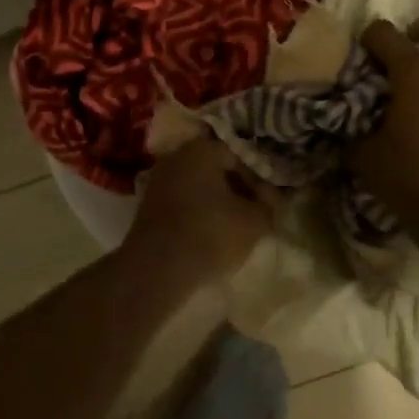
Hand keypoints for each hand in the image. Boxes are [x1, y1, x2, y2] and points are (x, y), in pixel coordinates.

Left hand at [124, 134, 278, 285]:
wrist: (157, 269)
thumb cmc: (211, 233)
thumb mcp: (254, 221)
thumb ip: (269, 204)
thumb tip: (270, 199)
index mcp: (202, 149)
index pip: (240, 156)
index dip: (258, 179)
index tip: (268, 203)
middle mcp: (176, 157)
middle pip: (217, 170)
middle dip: (237, 190)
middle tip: (254, 214)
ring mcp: (158, 181)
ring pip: (199, 187)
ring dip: (218, 204)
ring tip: (235, 228)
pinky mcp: (148, 207)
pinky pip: (183, 204)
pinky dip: (198, 215)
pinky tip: (210, 236)